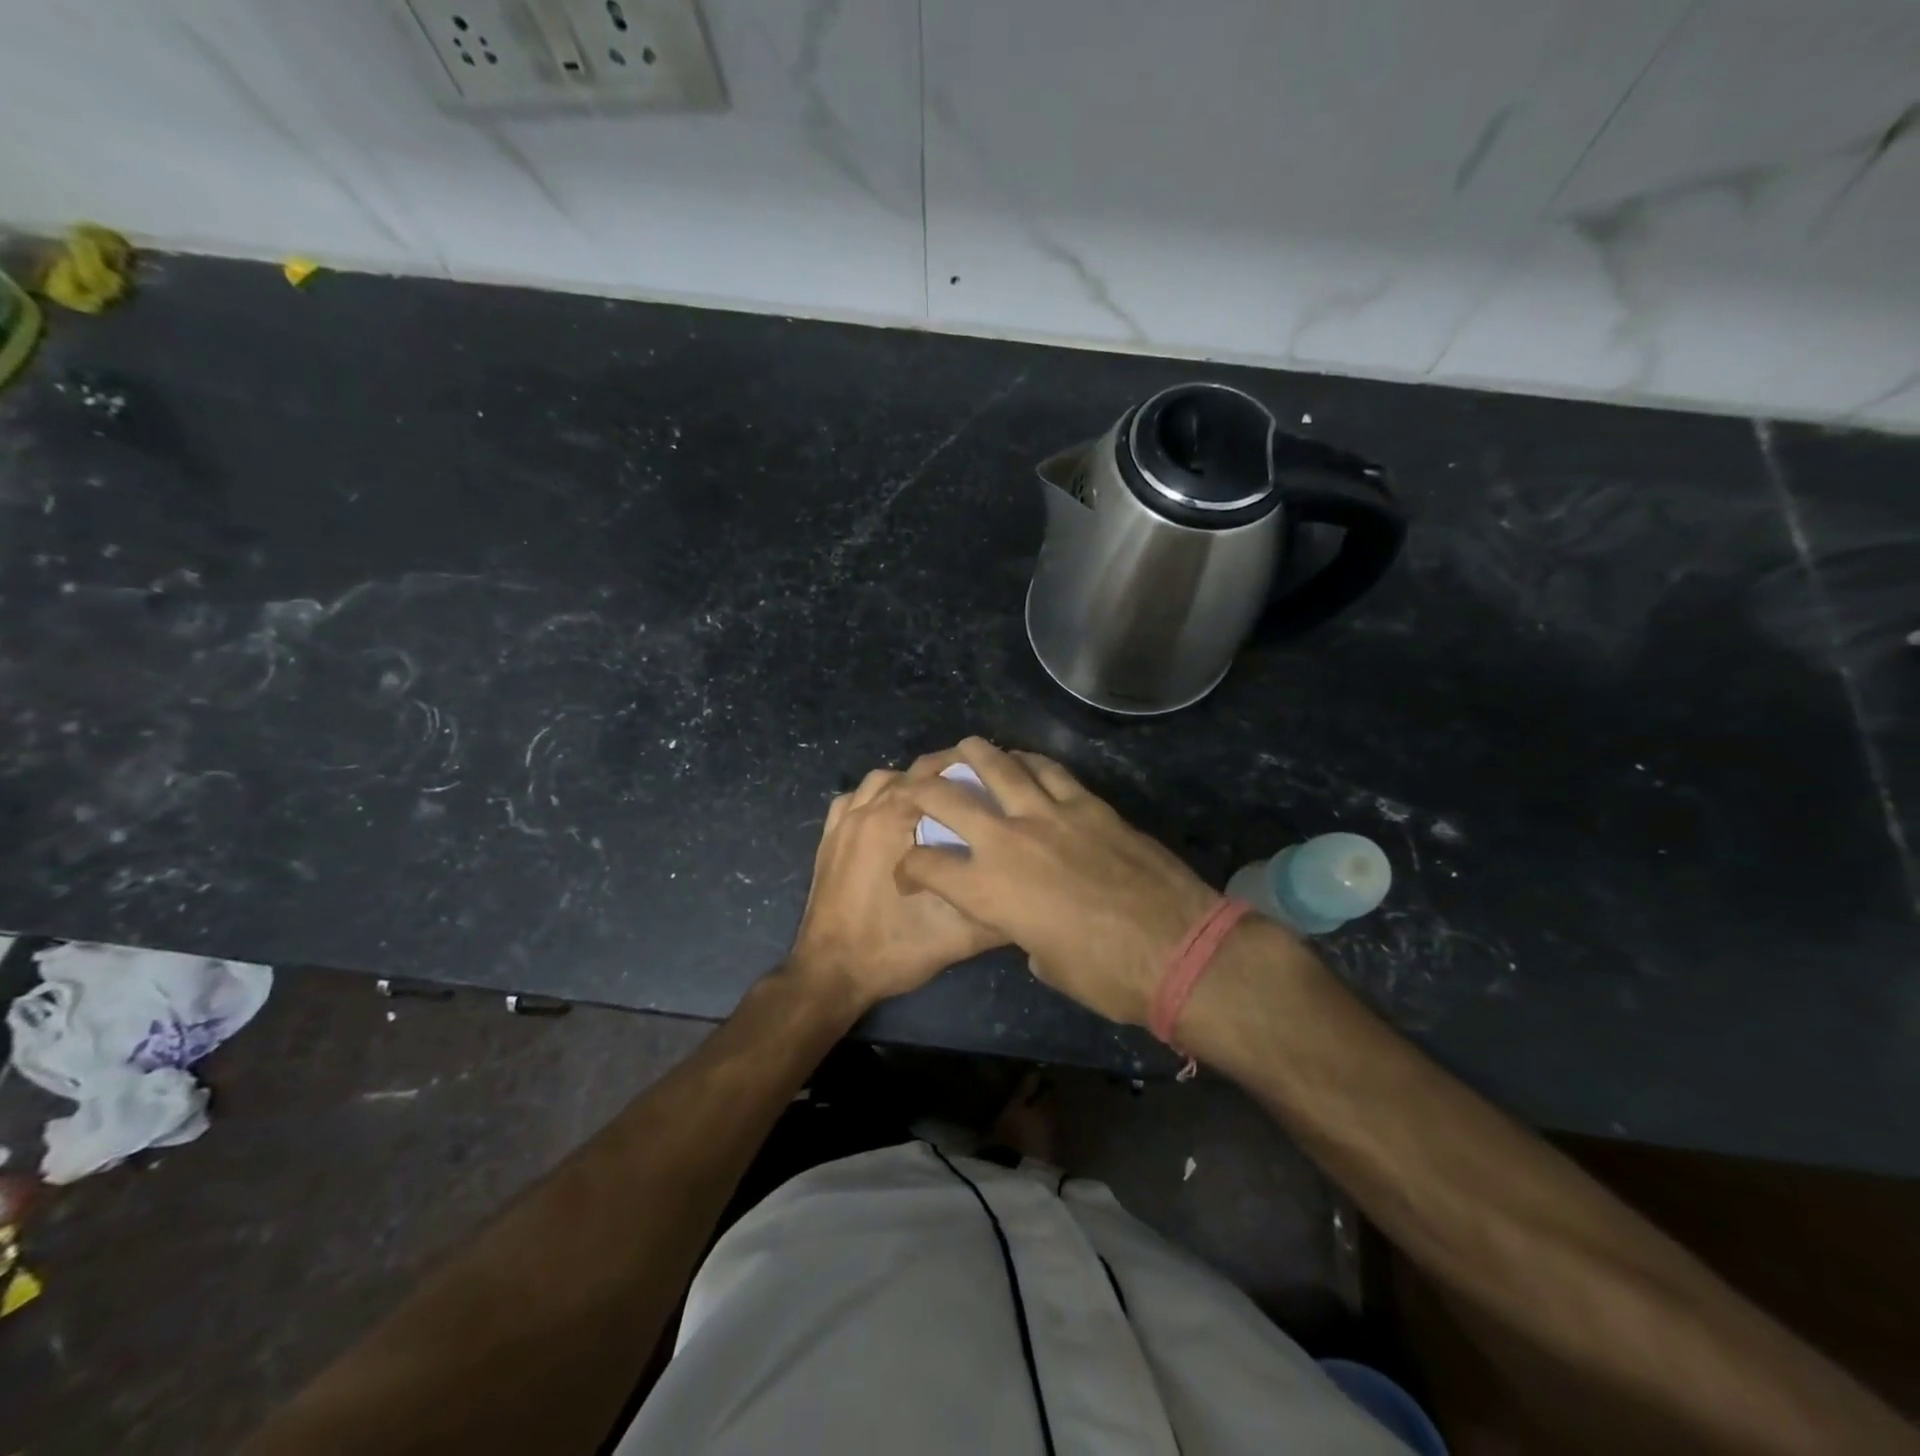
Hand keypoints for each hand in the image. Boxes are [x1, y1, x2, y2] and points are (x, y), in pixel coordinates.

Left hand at [788, 767, 1005, 1011]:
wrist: (831, 974)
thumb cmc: (892, 949)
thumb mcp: (957, 936)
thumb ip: (998, 914)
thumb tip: (1033, 896)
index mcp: (894, 821)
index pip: (935, 774)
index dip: (967, 770)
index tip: (994, 780)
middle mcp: (866, 810)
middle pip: (909, 772)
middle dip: (941, 773)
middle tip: (972, 787)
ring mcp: (842, 823)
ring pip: (879, 781)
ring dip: (907, 783)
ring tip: (934, 802)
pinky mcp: (828, 840)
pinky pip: (851, 800)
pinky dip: (873, 798)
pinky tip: (889, 817)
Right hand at [895, 739, 1223, 1025]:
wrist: (1178, 950)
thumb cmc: (1106, 976)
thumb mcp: (1046, 964)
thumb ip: (1022, 932)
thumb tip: (1028, 923)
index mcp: (989, 890)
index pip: (927, 866)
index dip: (909, 868)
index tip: (909, 873)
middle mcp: (1009, 841)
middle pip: (948, 798)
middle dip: (920, 788)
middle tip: (912, 785)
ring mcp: (1051, 815)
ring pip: (1000, 766)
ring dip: (974, 754)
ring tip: (963, 749)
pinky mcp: (1090, 805)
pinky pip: (1051, 771)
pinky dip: (1030, 761)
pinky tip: (1023, 760)